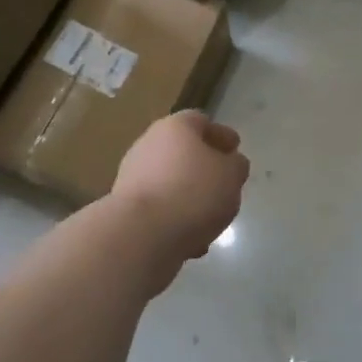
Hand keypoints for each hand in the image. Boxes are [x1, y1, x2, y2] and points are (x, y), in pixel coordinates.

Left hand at [108, 111, 249, 285]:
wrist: (140, 234)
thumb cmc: (192, 192)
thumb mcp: (231, 175)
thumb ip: (235, 165)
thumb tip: (230, 163)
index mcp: (174, 127)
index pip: (200, 121)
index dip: (220, 134)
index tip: (235, 148)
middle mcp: (148, 144)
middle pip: (181, 150)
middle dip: (203, 166)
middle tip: (224, 182)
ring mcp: (132, 176)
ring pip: (169, 181)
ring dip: (189, 195)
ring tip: (211, 216)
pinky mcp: (125, 207)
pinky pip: (158, 208)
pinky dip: (175, 218)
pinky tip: (191, 239)